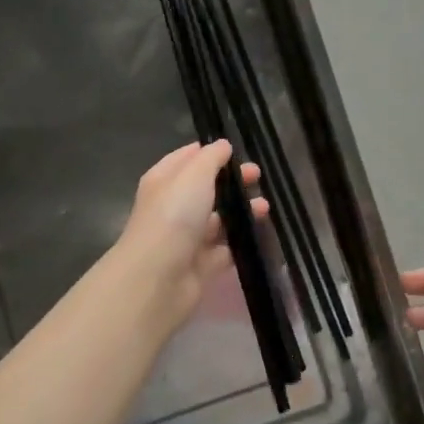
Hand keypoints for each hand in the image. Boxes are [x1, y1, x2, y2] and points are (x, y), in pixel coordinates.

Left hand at [116, 141, 264, 333]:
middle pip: (206, 188)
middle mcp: (173, 207)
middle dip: (232, 181)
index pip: (187, 158)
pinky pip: (225, 249)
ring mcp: (187, 238)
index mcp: (164, 180)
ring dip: (241, 211)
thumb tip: (223, 145)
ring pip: (219, 219)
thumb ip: (211, 157)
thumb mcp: (194, 174)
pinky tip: (260, 233)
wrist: (158, 277)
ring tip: (264, 208)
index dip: (210, 152)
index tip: (237, 151)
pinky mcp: (201, 265)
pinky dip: (241, 241)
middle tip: (258, 177)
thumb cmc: (174, 215)